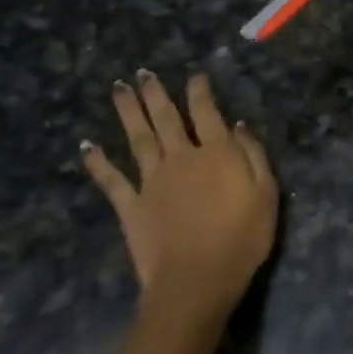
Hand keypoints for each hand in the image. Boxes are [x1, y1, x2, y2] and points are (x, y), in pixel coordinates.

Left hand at [81, 71, 278, 327]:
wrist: (197, 281)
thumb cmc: (241, 239)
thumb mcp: (266, 194)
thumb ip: (253, 155)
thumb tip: (238, 125)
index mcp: (216, 153)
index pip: (206, 112)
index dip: (199, 91)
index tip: (195, 75)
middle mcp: (181, 157)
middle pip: (166, 118)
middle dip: (156, 93)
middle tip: (143, 72)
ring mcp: (152, 180)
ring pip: (138, 137)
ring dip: (128, 111)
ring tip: (119, 88)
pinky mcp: (131, 205)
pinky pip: (111, 179)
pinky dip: (98, 162)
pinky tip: (86, 146)